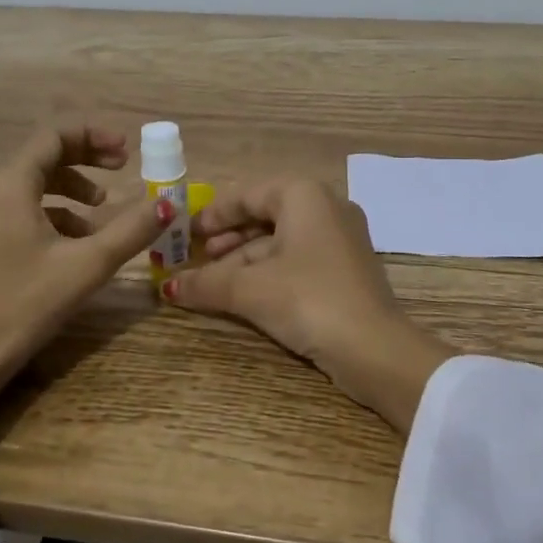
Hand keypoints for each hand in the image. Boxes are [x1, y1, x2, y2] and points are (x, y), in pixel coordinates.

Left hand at [0, 124, 171, 453]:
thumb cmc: (24, 304)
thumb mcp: (87, 264)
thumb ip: (132, 229)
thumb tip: (170, 203)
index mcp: (8, 180)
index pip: (55, 134)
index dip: (95, 136)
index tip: (128, 151)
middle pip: (43, 152)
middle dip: (86, 157)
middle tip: (122, 168)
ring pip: (30, 178)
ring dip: (70, 185)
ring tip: (102, 208)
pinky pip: (18, 202)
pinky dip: (51, 208)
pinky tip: (75, 238)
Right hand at [163, 178, 451, 432]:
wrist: (375, 349)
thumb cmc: (309, 300)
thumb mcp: (250, 289)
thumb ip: (207, 282)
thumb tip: (167, 288)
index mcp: (305, 195)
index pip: (249, 193)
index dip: (214, 212)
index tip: (187, 232)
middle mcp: (326, 208)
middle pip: (265, 215)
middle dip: (228, 239)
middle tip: (198, 258)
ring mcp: (341, 239)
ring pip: (281, 241)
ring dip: (245, 261)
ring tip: (214, 283)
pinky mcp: (346, 270)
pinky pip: (299, 260)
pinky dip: (270, 272)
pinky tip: (246, 294)